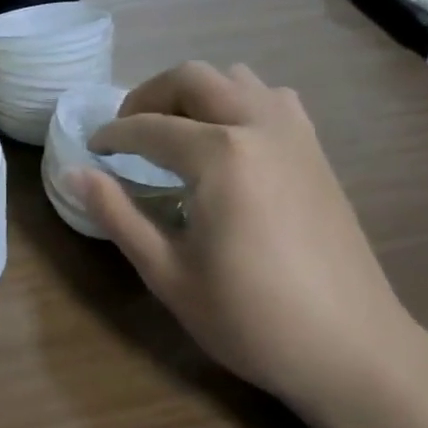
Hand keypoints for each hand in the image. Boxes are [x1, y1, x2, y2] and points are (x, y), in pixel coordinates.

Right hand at [71, 62, 420, 409]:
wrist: (353, 349)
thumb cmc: (252, 319)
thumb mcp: (169, 274)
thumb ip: (118, 215)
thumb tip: (74, 173)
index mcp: (220, 155)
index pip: (149, 128)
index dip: (113, 135)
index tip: (92, 149)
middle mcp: (258, 125)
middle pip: (192, 78)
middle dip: (149, 97)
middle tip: (127, 133)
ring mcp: (295, 133)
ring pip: (235, 78)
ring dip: (195, 93)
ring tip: (173, 132)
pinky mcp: (316, 150)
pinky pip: (271, 98)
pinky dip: (239, 101)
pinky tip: (229, 141)